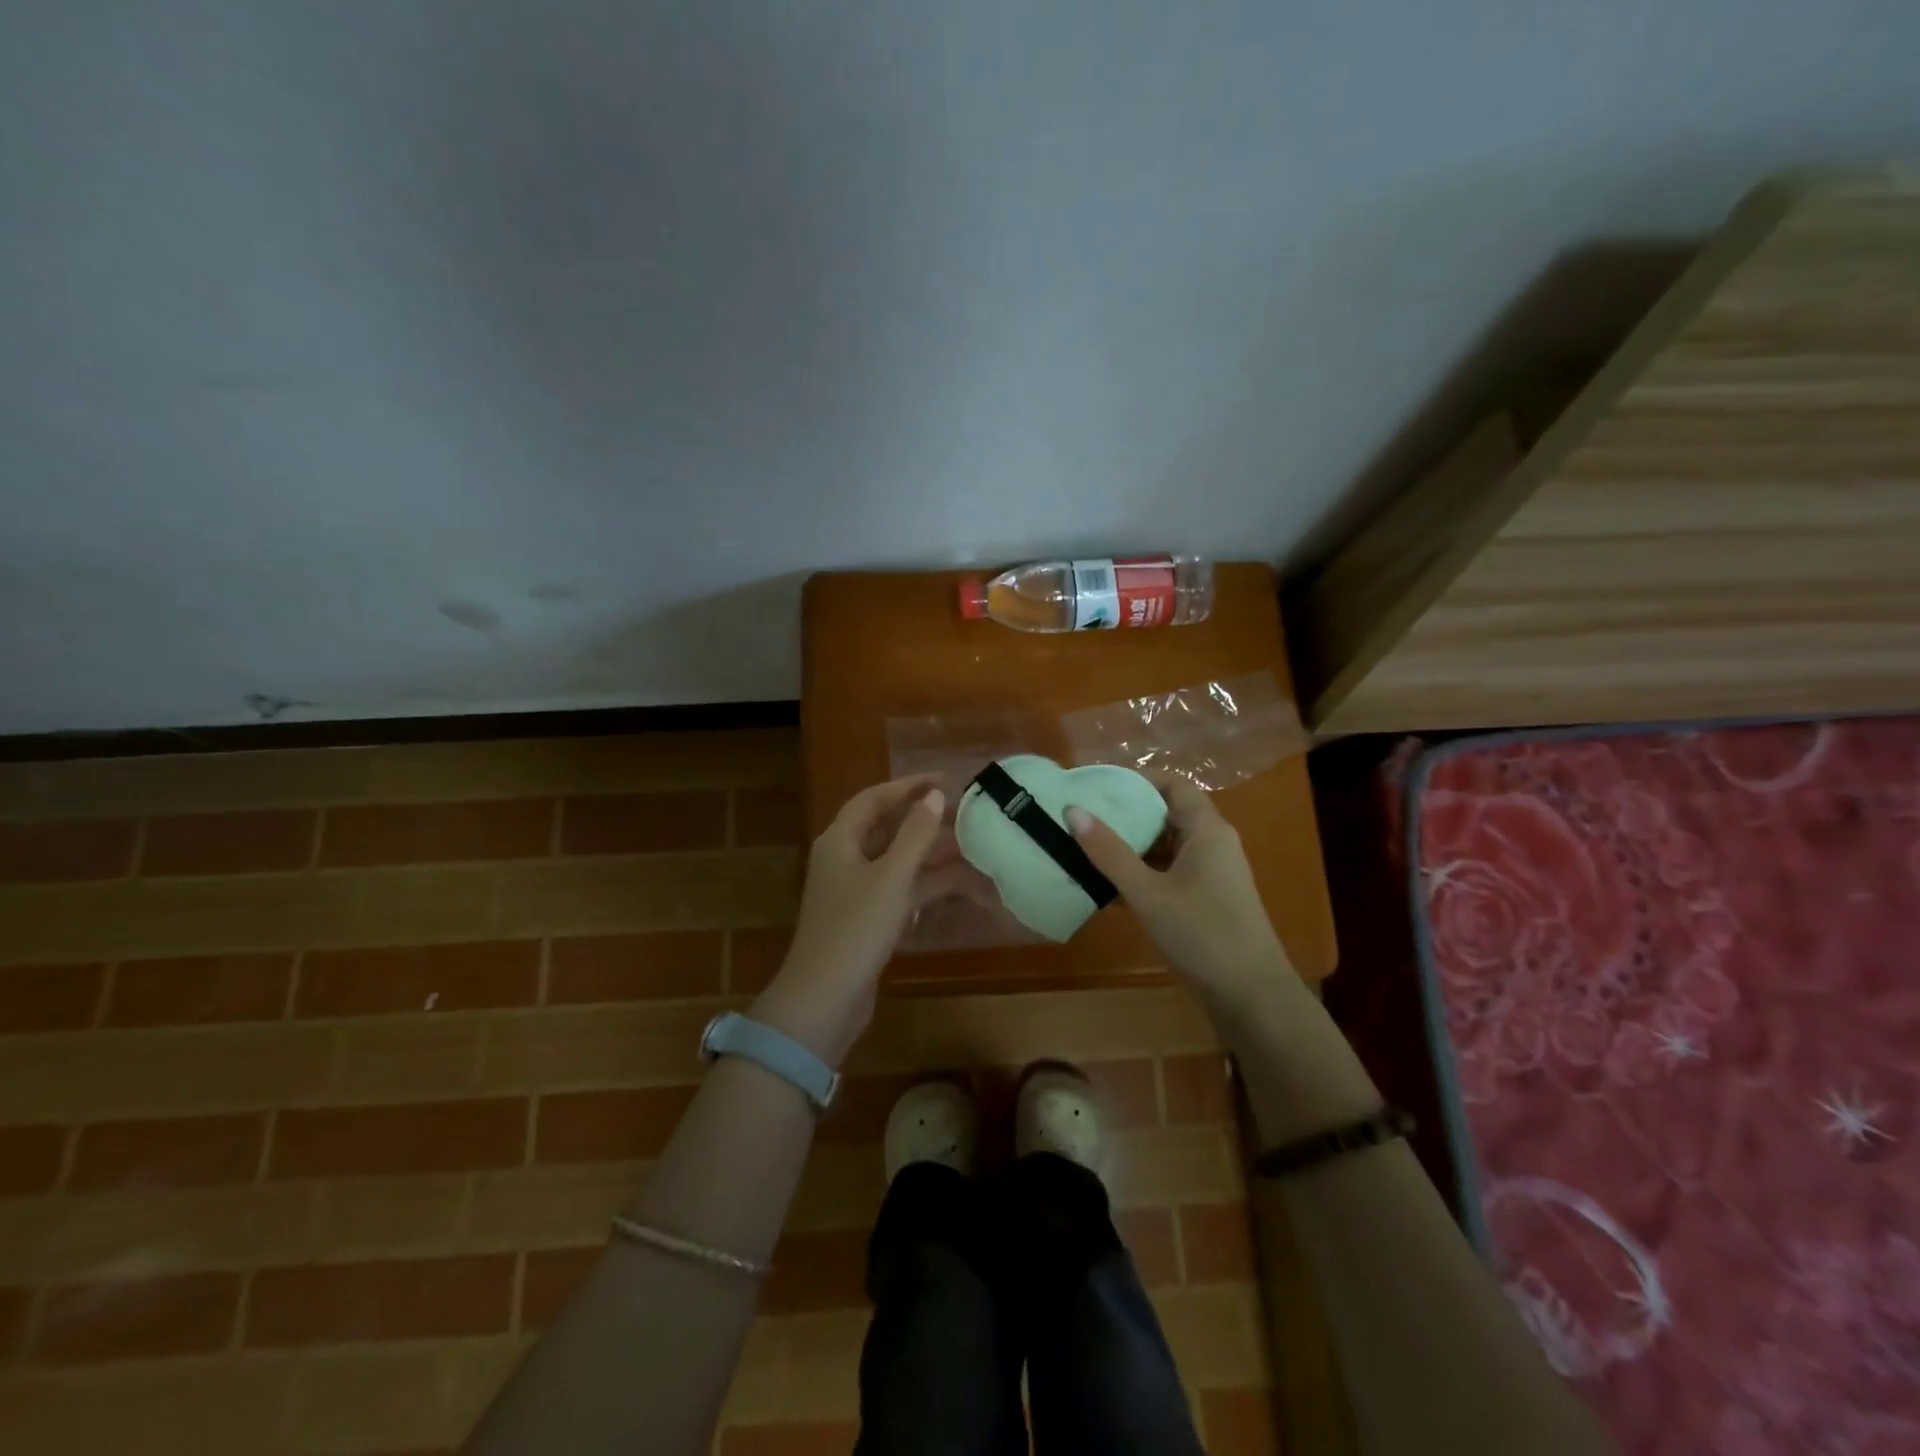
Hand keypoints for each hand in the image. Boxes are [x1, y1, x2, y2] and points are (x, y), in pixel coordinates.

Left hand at [751, 775, 946, 1064]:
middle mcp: (843, 859)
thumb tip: (935, 795)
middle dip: (923, 819)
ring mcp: (854, 892)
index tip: (944, 779)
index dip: (908, 786)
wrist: (825, 998)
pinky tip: (954, 884)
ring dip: (929, 853)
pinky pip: (898, 890)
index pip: (874, 799)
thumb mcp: (891, 877)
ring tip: (969, 845)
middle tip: (962, 811)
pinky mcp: (865, 919)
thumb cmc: (856, 929)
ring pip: (896, 861)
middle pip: (885, 828)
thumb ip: (915, 834)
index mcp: (840, 841)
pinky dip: (923, 884)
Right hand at [1066, 777, 1291, 996]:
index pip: (1172, 784)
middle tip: (1083, 817)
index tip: (1097, 787)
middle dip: (1126, 814)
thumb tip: (1073, 811)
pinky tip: (1107, 886)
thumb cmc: (1202, 934)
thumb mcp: (1148, 892)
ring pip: (1165, 846)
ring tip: (1086, 848)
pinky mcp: (1206, 899)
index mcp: (1207, 830)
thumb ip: (1109, 852)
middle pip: (1166, 813)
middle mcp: (1212, 843)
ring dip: (1130, 846)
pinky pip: (1168, 872)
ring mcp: (1211, 873)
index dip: (1136, 780)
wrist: (1251, 996)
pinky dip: (1141, 873)